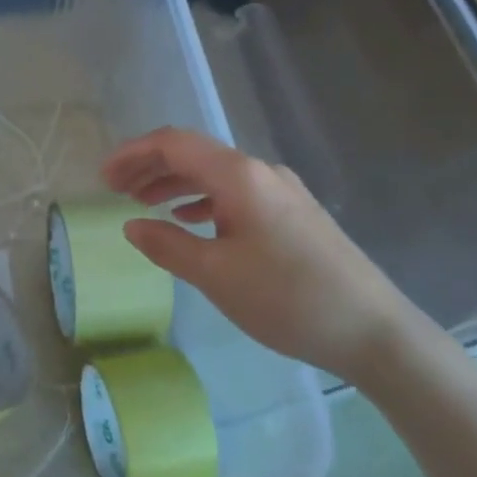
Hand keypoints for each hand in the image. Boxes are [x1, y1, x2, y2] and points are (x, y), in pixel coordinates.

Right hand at [103, 128, 426, 382]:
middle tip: (113, 189)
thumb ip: (166, 245)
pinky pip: (235, 193)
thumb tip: (131, 226)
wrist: (374, 331)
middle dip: (149, 166)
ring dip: (174, 184)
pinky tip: (189, 220)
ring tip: (142, 204)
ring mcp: (281, 191)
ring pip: (214, 174)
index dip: (133, 154)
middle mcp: (260, 172)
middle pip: (194, 154)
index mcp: (239, 176)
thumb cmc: (287, 299)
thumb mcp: (215, 274)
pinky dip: (202, 200)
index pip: (174, 144)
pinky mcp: (293, 213)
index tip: (102, 177)